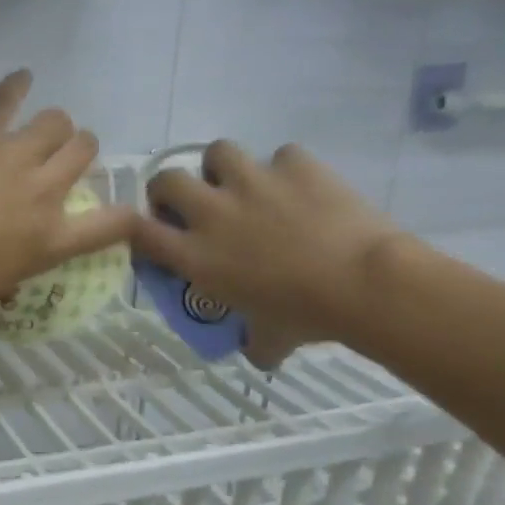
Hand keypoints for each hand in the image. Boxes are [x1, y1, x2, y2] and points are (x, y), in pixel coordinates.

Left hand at [0, 71, 139, 325]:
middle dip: (76, 150)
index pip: (113, 223)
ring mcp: (15, 157)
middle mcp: (46, 192)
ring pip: (56, 121)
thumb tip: (2, 255)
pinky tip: (21, 78)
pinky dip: (15, 86)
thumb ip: (14, 259)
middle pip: (83, 150)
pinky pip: (6, 99)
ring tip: (38, 130)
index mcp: (53, 240)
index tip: (123, 211)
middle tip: (58, 157)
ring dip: (51, 126)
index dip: (126, 215)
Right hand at [131, 142, 403, 365]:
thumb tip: (259, 354)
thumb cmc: (308, 317)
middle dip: (172, 189)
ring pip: (218, 151)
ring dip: (224, 167)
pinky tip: (303, 187)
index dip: (139, 229)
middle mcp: (213, 212)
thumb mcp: (270, 338)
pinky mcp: (294, 163)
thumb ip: (255, 342)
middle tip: (192, 204)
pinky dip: (288, 169)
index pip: (141, 232)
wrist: (365, 283)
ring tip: (245, 184)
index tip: (153, 234)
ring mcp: (252, 181)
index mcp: (198, 256)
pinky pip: (282, 155)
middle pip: (167, 180)